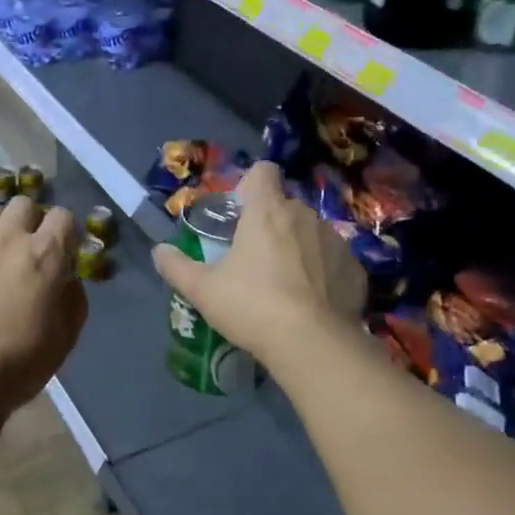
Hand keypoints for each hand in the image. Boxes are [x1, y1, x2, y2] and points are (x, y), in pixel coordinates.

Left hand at [0, 196, 87, 413]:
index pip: (62, 216)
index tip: (63, 251)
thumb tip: (66, 280)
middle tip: (27, 250)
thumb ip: (72, 298)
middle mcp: (7, 238)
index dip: (65, 232)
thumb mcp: (65, 336)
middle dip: (30, 221)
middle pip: (22, 205)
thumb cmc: (20, 361)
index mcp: (44, 254)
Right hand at [151, 161, 363, 366]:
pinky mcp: (355, 268)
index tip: (240, 211)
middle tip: (253, 259)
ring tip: (285, 285)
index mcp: (267, 211)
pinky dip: (322, 273)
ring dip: (297, 248)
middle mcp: (304, 216)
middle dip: (270, 225)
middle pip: (285, 206)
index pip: (263, 171)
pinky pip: (333, 260)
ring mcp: (335, 241)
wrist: (313, 343)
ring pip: (311, 233)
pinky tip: (311, 302)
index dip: (250, 185)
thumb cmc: (251, 306)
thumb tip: (159, 251)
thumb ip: (176, 266)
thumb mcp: (202, 290)